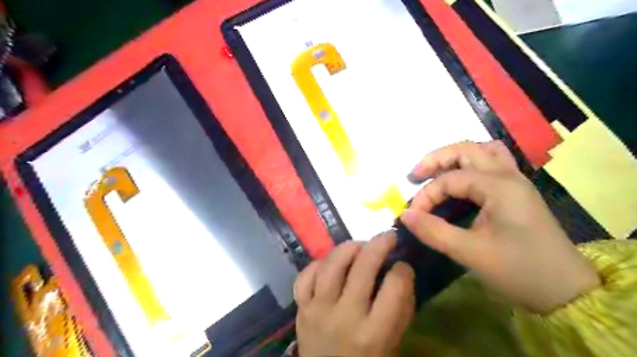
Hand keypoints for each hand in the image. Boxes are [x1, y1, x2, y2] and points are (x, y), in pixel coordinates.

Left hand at [295, 233, 415, 355]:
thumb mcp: (391, 344)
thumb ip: (399, 310)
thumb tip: (401, 272)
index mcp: (373, 334)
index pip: (394, 288)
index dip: (403, 270)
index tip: (403, 265)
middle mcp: (344, 317)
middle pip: (362, 268)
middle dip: (379, 244)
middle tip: (388, 236)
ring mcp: (318, 310)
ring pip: (331, 265)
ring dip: (348, 248)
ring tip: (360, 245)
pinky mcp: (301, 308)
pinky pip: (305, 276)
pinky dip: (318, 264)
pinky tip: (330, 263)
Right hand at [399, 141, 600, 313]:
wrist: (567, 291)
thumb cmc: (520, 270)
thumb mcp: (471, 253)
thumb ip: (434, 231)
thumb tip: (404, 215)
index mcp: (499, 187)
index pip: (450, 179)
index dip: (426, 195)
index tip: (413, 215)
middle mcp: (508, 175)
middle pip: (466, 149)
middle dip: (436, 159)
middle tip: (415, 176)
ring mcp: (516, 181)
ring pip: (482, 151)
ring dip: (456, 157)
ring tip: (437, 173)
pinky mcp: (517, 191)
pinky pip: (493, 163)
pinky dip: (473, 164)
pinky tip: (462, 180)